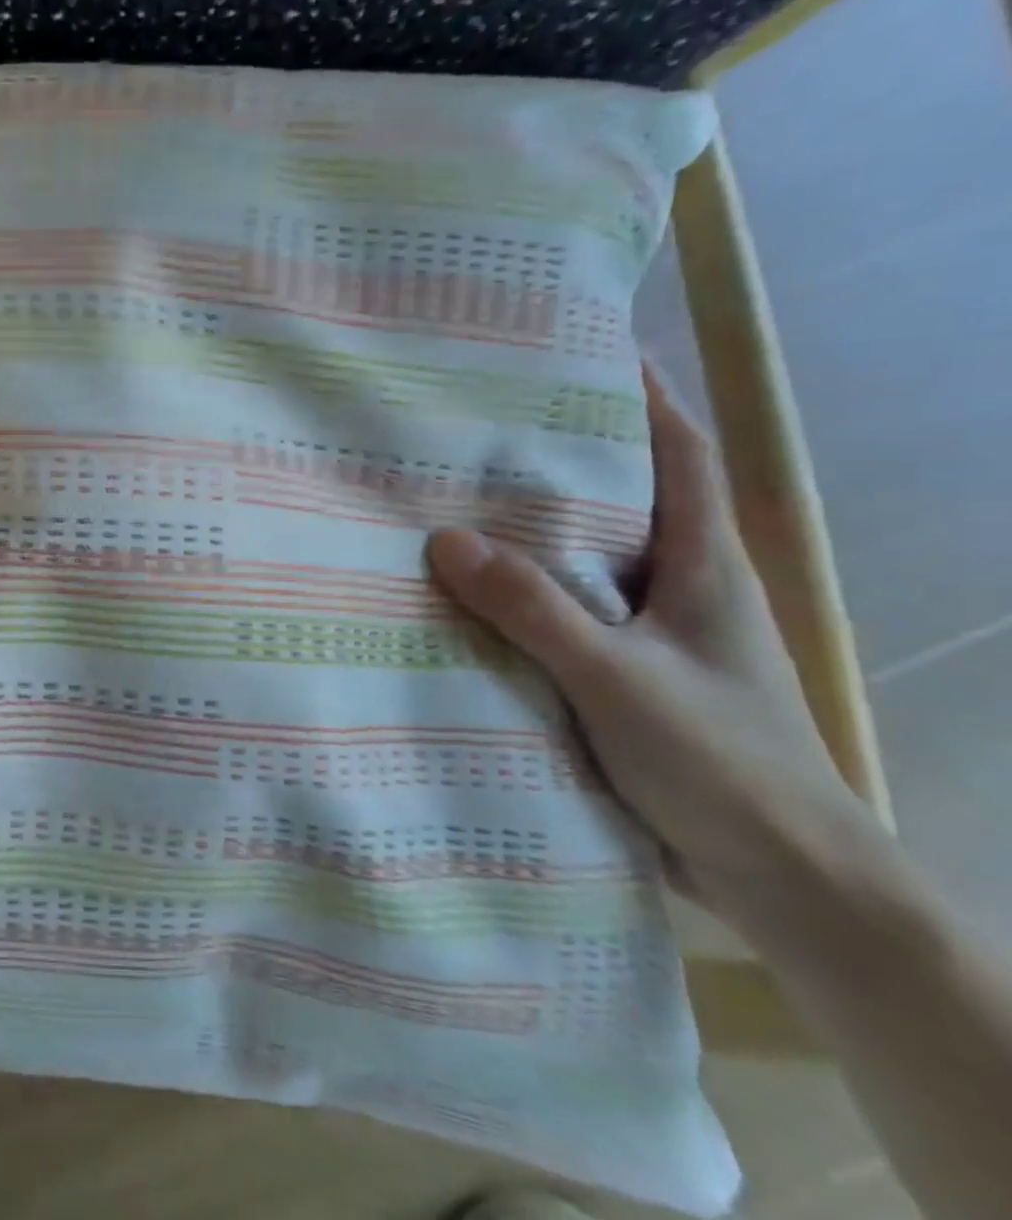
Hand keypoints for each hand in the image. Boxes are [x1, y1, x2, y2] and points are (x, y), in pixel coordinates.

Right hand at [426, 368, 884, 930]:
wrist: (786, 879)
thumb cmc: (722, 763)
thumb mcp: (619, 679)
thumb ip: (536, 610)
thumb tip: (445, 539)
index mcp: (703, 565)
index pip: (681, 455)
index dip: (646, 397)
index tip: (592, 352)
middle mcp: (681, 587)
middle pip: (625, 498)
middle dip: (567, 455)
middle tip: (487, 425)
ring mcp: (654, 634)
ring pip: (588, 559)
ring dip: (536, 528)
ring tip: (459, 500)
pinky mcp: (625, 675)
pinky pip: (564, 612)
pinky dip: (523, 592)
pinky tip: (471, 596)